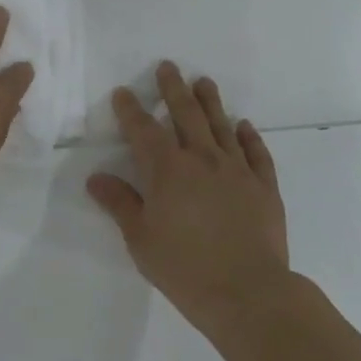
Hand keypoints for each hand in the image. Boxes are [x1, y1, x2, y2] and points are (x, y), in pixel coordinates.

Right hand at [87, 62, 289, 336]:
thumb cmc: (185, 268)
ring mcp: (237, 170)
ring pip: (222, 126)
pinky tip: (244, 126)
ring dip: (211, 102)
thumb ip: (120, 203)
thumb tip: (96, 177)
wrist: (248, 293)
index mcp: (168, 170)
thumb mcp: (141, 239)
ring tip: (204, 82)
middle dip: (173, 89)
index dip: (131, 109)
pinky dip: (249, 137)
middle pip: (186, 114)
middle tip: (168, 67)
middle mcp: (203, 159)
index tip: (123, 92)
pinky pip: (256, 153)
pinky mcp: (265, 187)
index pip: (144, 130)